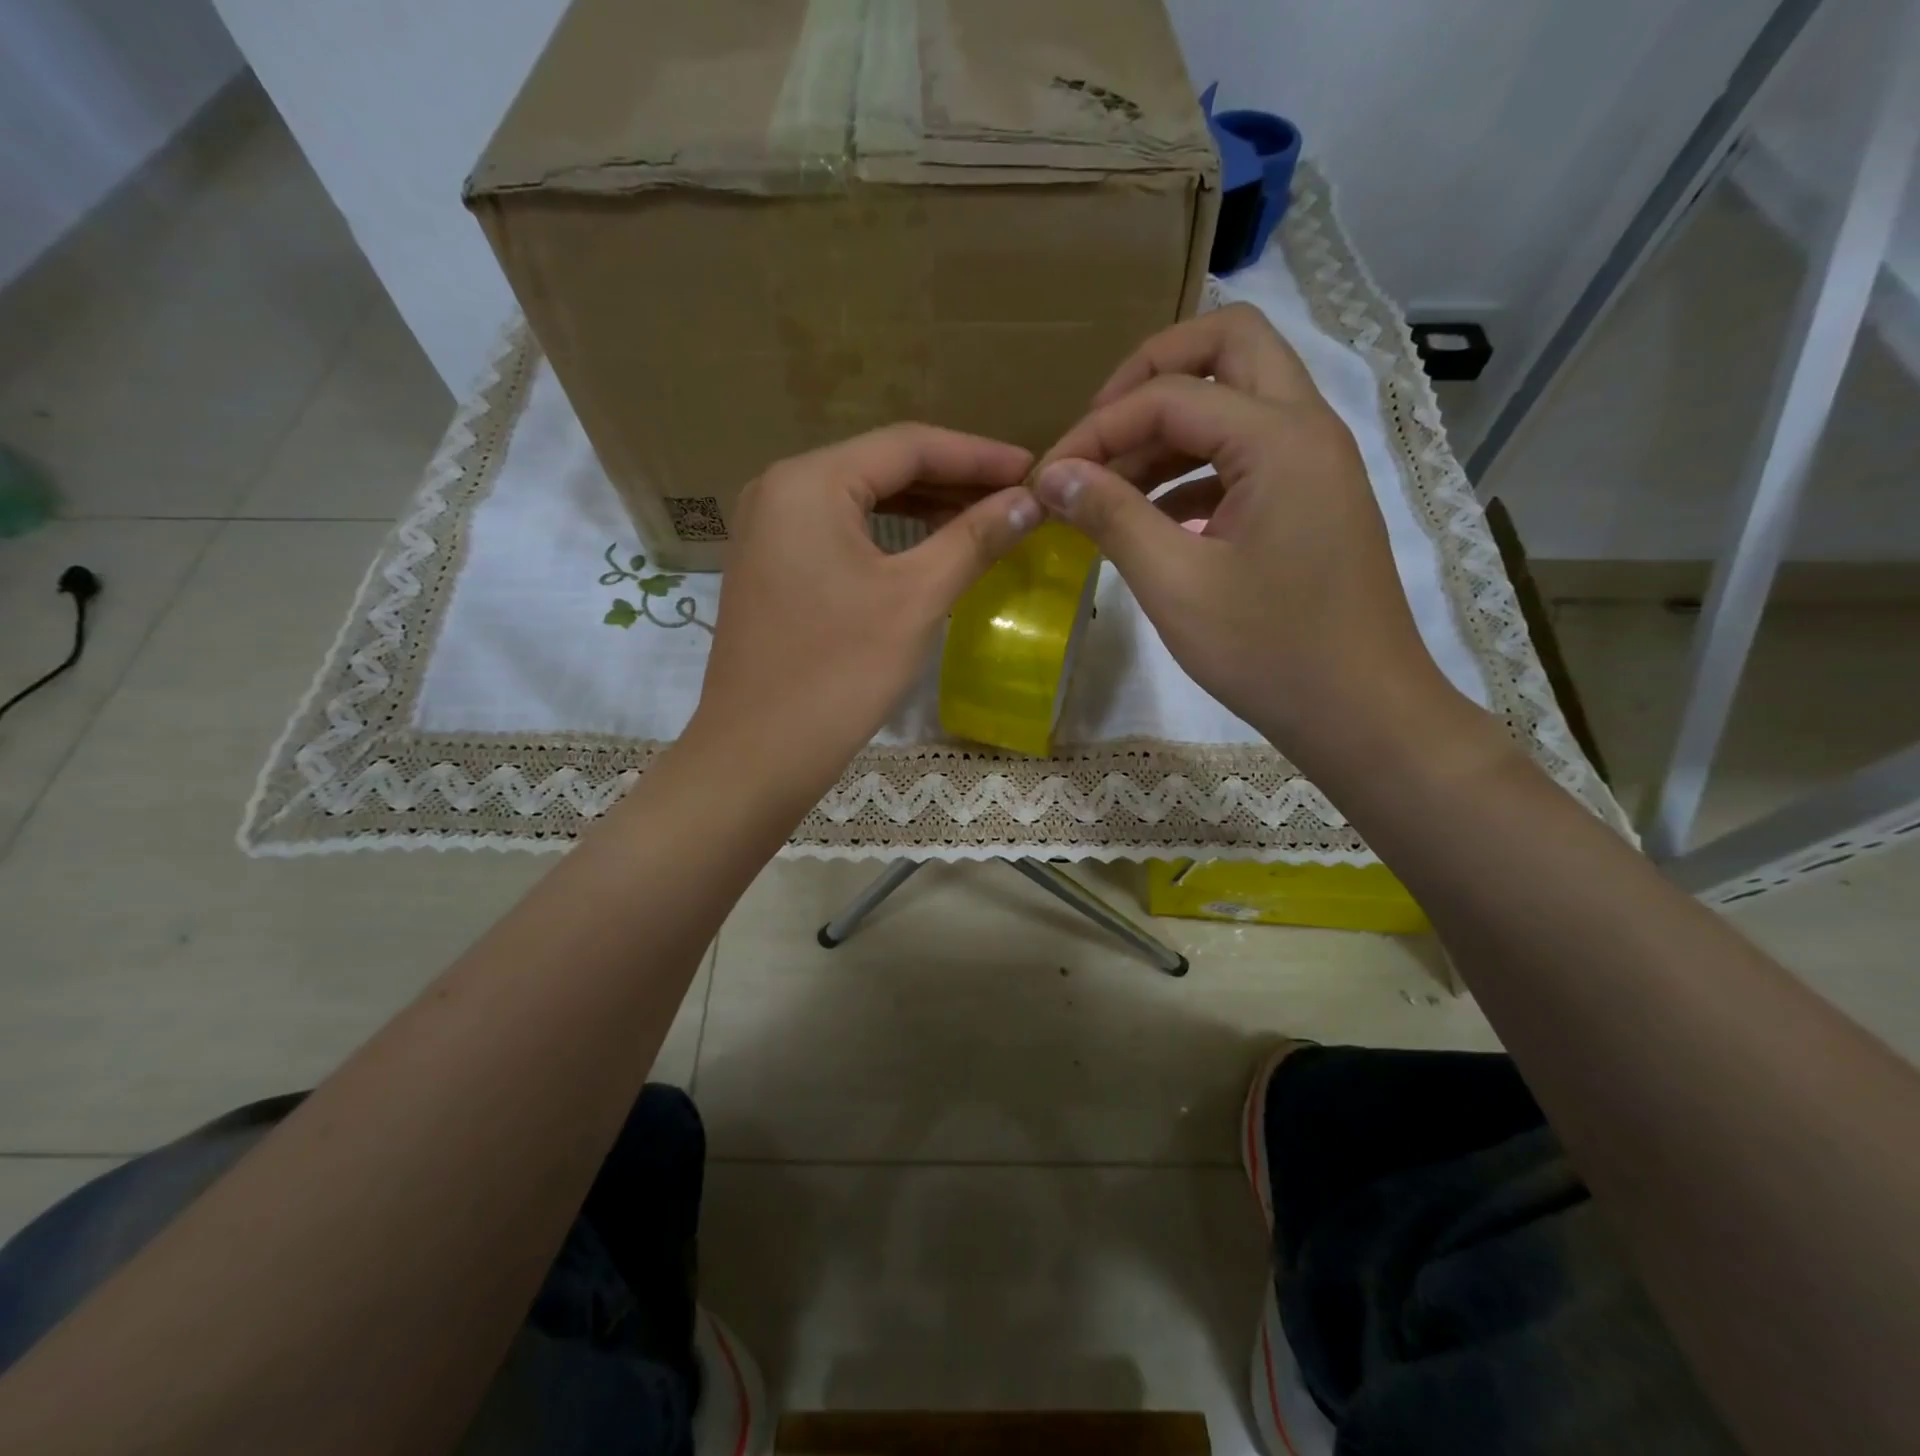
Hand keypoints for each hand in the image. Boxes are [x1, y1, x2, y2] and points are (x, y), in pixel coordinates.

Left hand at [689, 424, 1038, 807]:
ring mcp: (768, 531)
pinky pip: (839, 534)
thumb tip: (1032, 500)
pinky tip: (929, 549)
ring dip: (923, 508)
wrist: (757, 755)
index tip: (1034, 468)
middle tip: (1016, 497)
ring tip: (985, 519)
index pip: (908, 445)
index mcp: (809, 482)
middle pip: (881, 468)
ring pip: (861, 503)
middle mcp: (779, 490)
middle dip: (952, 480)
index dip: (978, 455)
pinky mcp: (770, 569)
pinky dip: (888, 537)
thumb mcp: (916, 599)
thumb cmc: (839, 673)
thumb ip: (974, 539)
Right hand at [1036, 304, 1474, 777]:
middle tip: (1099, 431)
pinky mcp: (1310, 499)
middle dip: (1151, 375)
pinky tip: (1151, 519)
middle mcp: (1306, 428)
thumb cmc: (1269, 651)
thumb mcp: (1175, 585)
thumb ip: (1111, 516)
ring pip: (1237, 398)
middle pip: (1228, 346)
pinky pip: (1245, 453)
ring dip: (1170, 425)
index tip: (1047, 477)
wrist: (1361, 712)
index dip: (1097, 429)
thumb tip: (1052, 474)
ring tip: (1110, 484)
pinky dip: (1193, 467)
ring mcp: (1314, 463)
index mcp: (1279, 439)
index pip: (1168, 395)